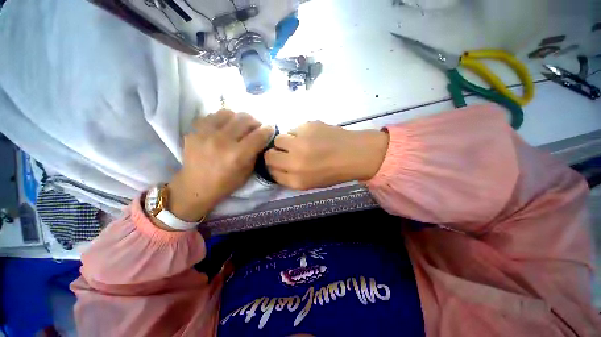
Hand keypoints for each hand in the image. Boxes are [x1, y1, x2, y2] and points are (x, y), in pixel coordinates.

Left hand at [167, 110, 272, 222]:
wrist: (196, 186)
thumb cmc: (226, 183)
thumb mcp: (248, 172)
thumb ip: (256, 153)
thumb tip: (262, 137)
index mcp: (237, 155)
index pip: (258, 135)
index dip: (268, 130)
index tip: (270, 129)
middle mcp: (222, 141)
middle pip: (245, 119)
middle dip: (255, 122)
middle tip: (256, 127)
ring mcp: (205, 133)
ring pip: (229, 113)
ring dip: (238, 118)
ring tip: (239, 126)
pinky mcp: (194, 131)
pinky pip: (213, 115)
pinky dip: (223, 119)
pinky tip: (225, 127)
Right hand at [264, 121, 388, 189]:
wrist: (355, 154)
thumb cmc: (333, 172)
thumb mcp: (309, 183)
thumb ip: (289, 176)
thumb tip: (275, 165)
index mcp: (297, 180)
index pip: (271, 171)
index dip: (273, 165)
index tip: (278, 162)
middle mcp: (295, 162)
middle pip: (270, 154)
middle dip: (275, 153)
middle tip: (287, 151)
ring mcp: (301, 142)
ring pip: (279, 138)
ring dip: (286, 141)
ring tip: (300, 142)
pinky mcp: (308, 126)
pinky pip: (293, 128)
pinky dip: (298, 133)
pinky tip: (312, 136)